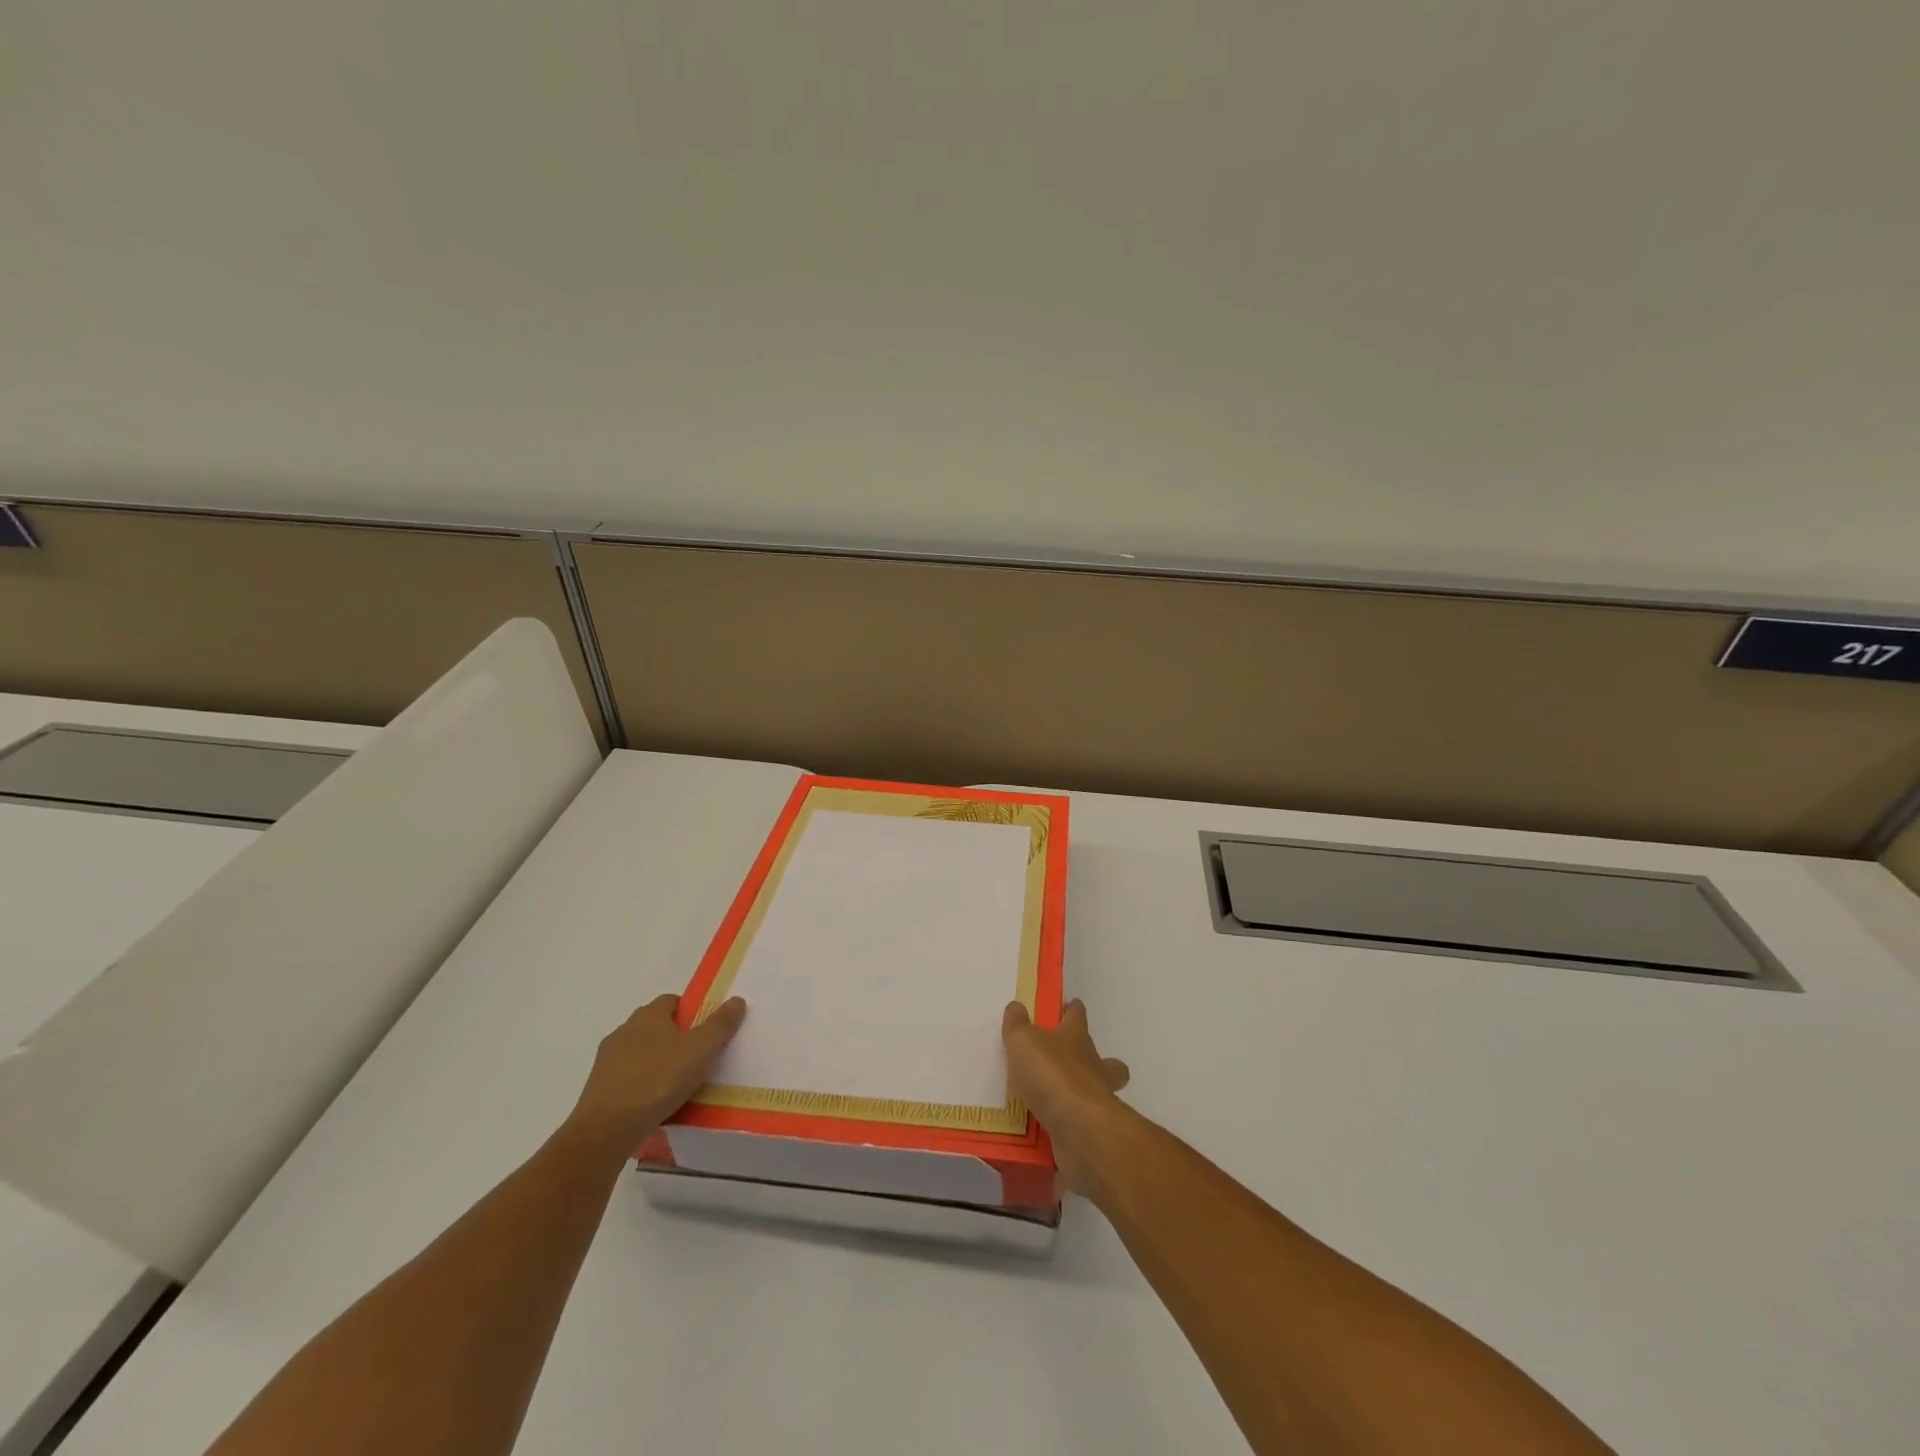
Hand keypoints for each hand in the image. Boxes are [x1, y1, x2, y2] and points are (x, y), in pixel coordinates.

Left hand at [568, 994, 745, 1149]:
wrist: (606, 1130)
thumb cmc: (658, 1081)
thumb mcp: (701, 1050)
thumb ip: (720, 1024)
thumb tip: (737, 1000)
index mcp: (649, 1015)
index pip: (672, 1001)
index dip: (691, 1012)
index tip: (705, 1033)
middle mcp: (625, 1030)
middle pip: (655, 1026)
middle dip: (674, 1038)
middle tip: (696, 1059)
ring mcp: (607, 1059)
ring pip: (639, 1052)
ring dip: (655, 1062)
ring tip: (675, 1086)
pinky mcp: (597, 1087)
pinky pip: (627, 1078)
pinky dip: (640, 1084)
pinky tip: (653, 1104)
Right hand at [1003, 999, 1129, 1192]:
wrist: (1079, 1128)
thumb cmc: (1052, 1074)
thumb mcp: (1023, 1042)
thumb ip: (1017, 1026)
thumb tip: (1016, 1007)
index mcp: (1077, 1038)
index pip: (1077, 1016)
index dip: (1073, 1010)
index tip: (1070, 1006)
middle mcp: (1093, 1067)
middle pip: (1106, 1060)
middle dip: (1096, 1060)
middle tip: (1072, 1065)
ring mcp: (1098, 1101)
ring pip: (1100, 1094)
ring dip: (1084, 1096)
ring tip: (1056, 1103)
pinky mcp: (1093, 1132)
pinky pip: (1081, 1128)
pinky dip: (1069, 1130)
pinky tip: (1049, 1134)